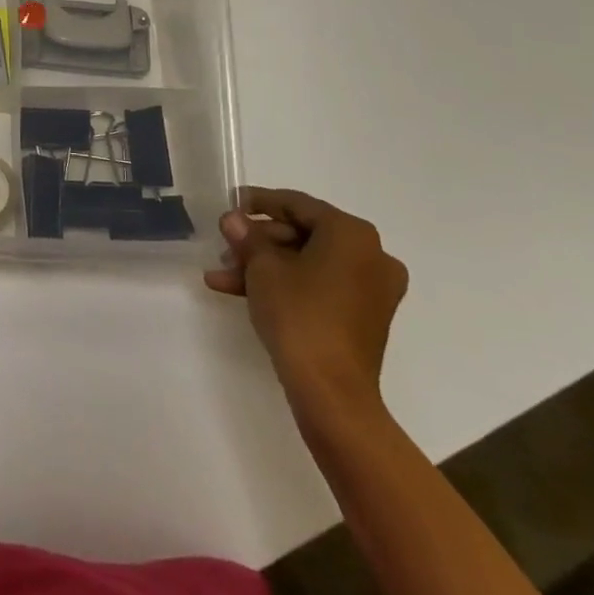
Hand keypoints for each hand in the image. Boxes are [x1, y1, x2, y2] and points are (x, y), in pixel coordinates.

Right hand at [204, 187, 407, 417]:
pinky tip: (241, 292)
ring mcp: (371, 289)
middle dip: (258, 242)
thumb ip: (247, 236)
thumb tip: (233, 220)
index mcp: (351, 234)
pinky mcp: (363, 316)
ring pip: (307, 263)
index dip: (259, 202)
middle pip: (303, 234)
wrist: (331, 393)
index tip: (231, 203)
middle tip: (225, 247)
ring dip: (264, 266)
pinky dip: (285, 286)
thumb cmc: (299, 315)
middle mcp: (371, 255)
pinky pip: (319, 286)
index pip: (297, 204)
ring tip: (223, 275)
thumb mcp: (262, 267)